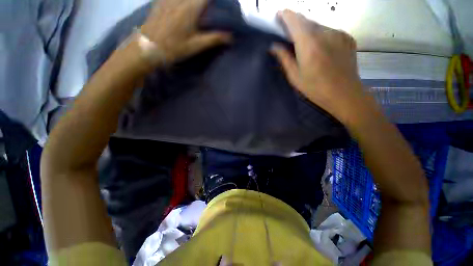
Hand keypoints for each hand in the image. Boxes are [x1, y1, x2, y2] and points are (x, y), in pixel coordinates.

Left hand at [141, 0, 230, 64]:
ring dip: (196, 2)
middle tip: (209, 9)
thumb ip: (213, 39)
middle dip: (205, 2)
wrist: (149, 47)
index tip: (220, 5)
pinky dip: (183, 1)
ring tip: (200, 9)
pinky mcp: (161, 0)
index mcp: (191, 8)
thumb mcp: (196, 45)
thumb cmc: (175, 48)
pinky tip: (185, 7)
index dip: (215, 1)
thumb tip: (230, 37)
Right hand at [271, 10, 365, 122]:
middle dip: (295, 24)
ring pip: (318, 25)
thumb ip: (284, 58)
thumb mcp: (295, 77)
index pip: (295, 20)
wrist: (345, 94)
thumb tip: (273, 46)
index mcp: (309, 44)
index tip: (278, 16)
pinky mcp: (347, 37)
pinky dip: (321, 35)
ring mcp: (339, 33)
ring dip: (308, 31)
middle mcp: (325, 32)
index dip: (285, 15)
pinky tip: (320, 49)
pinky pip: (329, 31)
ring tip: (305, 45)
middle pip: (306, 20)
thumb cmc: (315, 88)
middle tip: (289, 34)